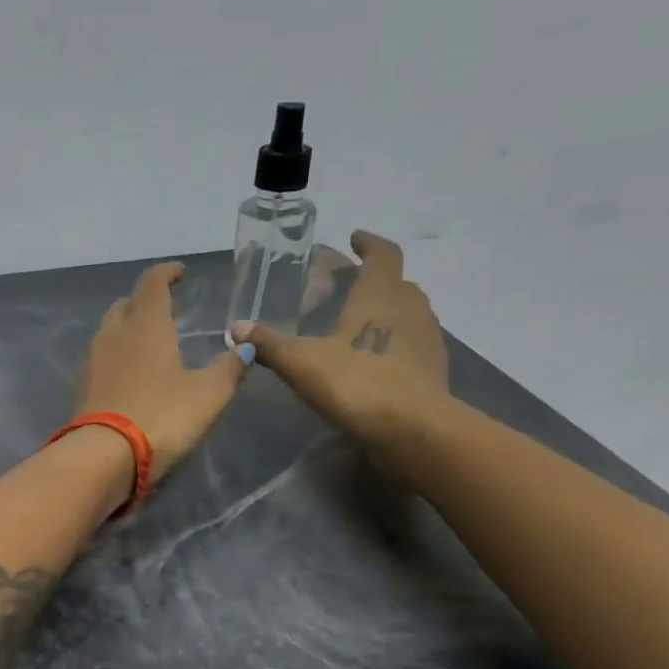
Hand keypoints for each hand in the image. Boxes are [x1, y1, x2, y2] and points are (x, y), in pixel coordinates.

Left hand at [78, 262, 247, 483]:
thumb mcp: (208, 395)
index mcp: (146, 325)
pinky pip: (99, 359)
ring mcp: (92, 361)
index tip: (180, 274)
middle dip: (144, 300)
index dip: (167, 274)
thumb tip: (246, 347)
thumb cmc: (161, 417)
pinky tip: (127, 373)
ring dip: (127, 327)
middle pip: (126, 304)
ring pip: (108, 331)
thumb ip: (229, 368)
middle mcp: (114, 335)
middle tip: (164, 308)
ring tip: (147, 340)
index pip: (153, 283)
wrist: (103, 457)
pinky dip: (115, 355)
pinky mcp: (81, 388)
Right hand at [233, 231, 450, 448]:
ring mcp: (427, 339)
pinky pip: (411, 345)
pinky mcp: (432, 370)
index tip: (354, 239)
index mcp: (379, 294)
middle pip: (396, 283)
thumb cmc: (355, 382)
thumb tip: (237, 327)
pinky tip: (370, 362)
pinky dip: (393, 344)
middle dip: (372, 281)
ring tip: (355, 326)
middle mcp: (409, 308)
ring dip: (385, 313)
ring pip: (407, 313)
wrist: (413, 429)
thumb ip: (269, 343)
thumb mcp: (300, 362)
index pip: (382, 254)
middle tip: (344, 289)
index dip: (368, 244)